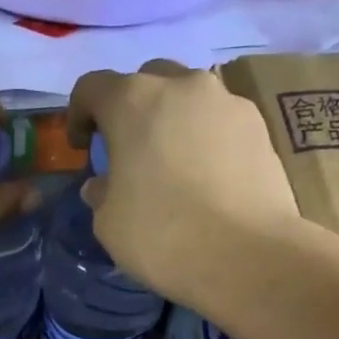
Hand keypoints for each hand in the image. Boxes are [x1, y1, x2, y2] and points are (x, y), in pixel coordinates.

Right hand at [67, 61, 303, 312]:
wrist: (248, 256)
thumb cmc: (163, 237)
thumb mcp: (109, 224)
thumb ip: (101, 193)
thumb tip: (104, 184)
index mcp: (132, 102)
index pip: (92, 87)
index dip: (80, 114)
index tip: (83, 147)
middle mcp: (181, 85)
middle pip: (146, 81)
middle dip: (131, 110)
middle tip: (130, 150)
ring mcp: (226, 100)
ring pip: (188, 97)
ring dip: (173, 119)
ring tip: (173, 162)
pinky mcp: (259, 125)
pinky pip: (220, 120)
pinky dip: (207, 138)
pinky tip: (208, 176)